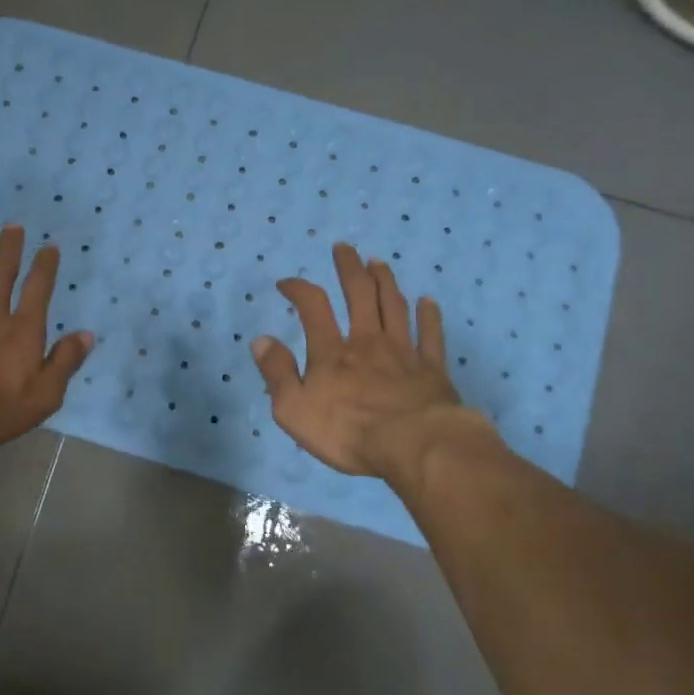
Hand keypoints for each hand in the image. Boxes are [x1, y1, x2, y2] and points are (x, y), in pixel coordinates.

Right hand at [251, 243, 486, 479]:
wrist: (415, 446)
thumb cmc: (348, 432)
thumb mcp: (294, 410)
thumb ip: (277, 373)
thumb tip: (261, 340)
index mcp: (332, 352)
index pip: (312, 307)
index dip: (298, 289)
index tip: (286, 283)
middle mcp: (367, 342)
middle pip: (359, 294)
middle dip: (349, 268)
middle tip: (343, 248)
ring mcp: (403, 353)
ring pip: (394, 306)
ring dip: (384, 281)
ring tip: (378, 262)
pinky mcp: (432, 369)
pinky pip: (430, 335)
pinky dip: (429, 316)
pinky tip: (428, 302)